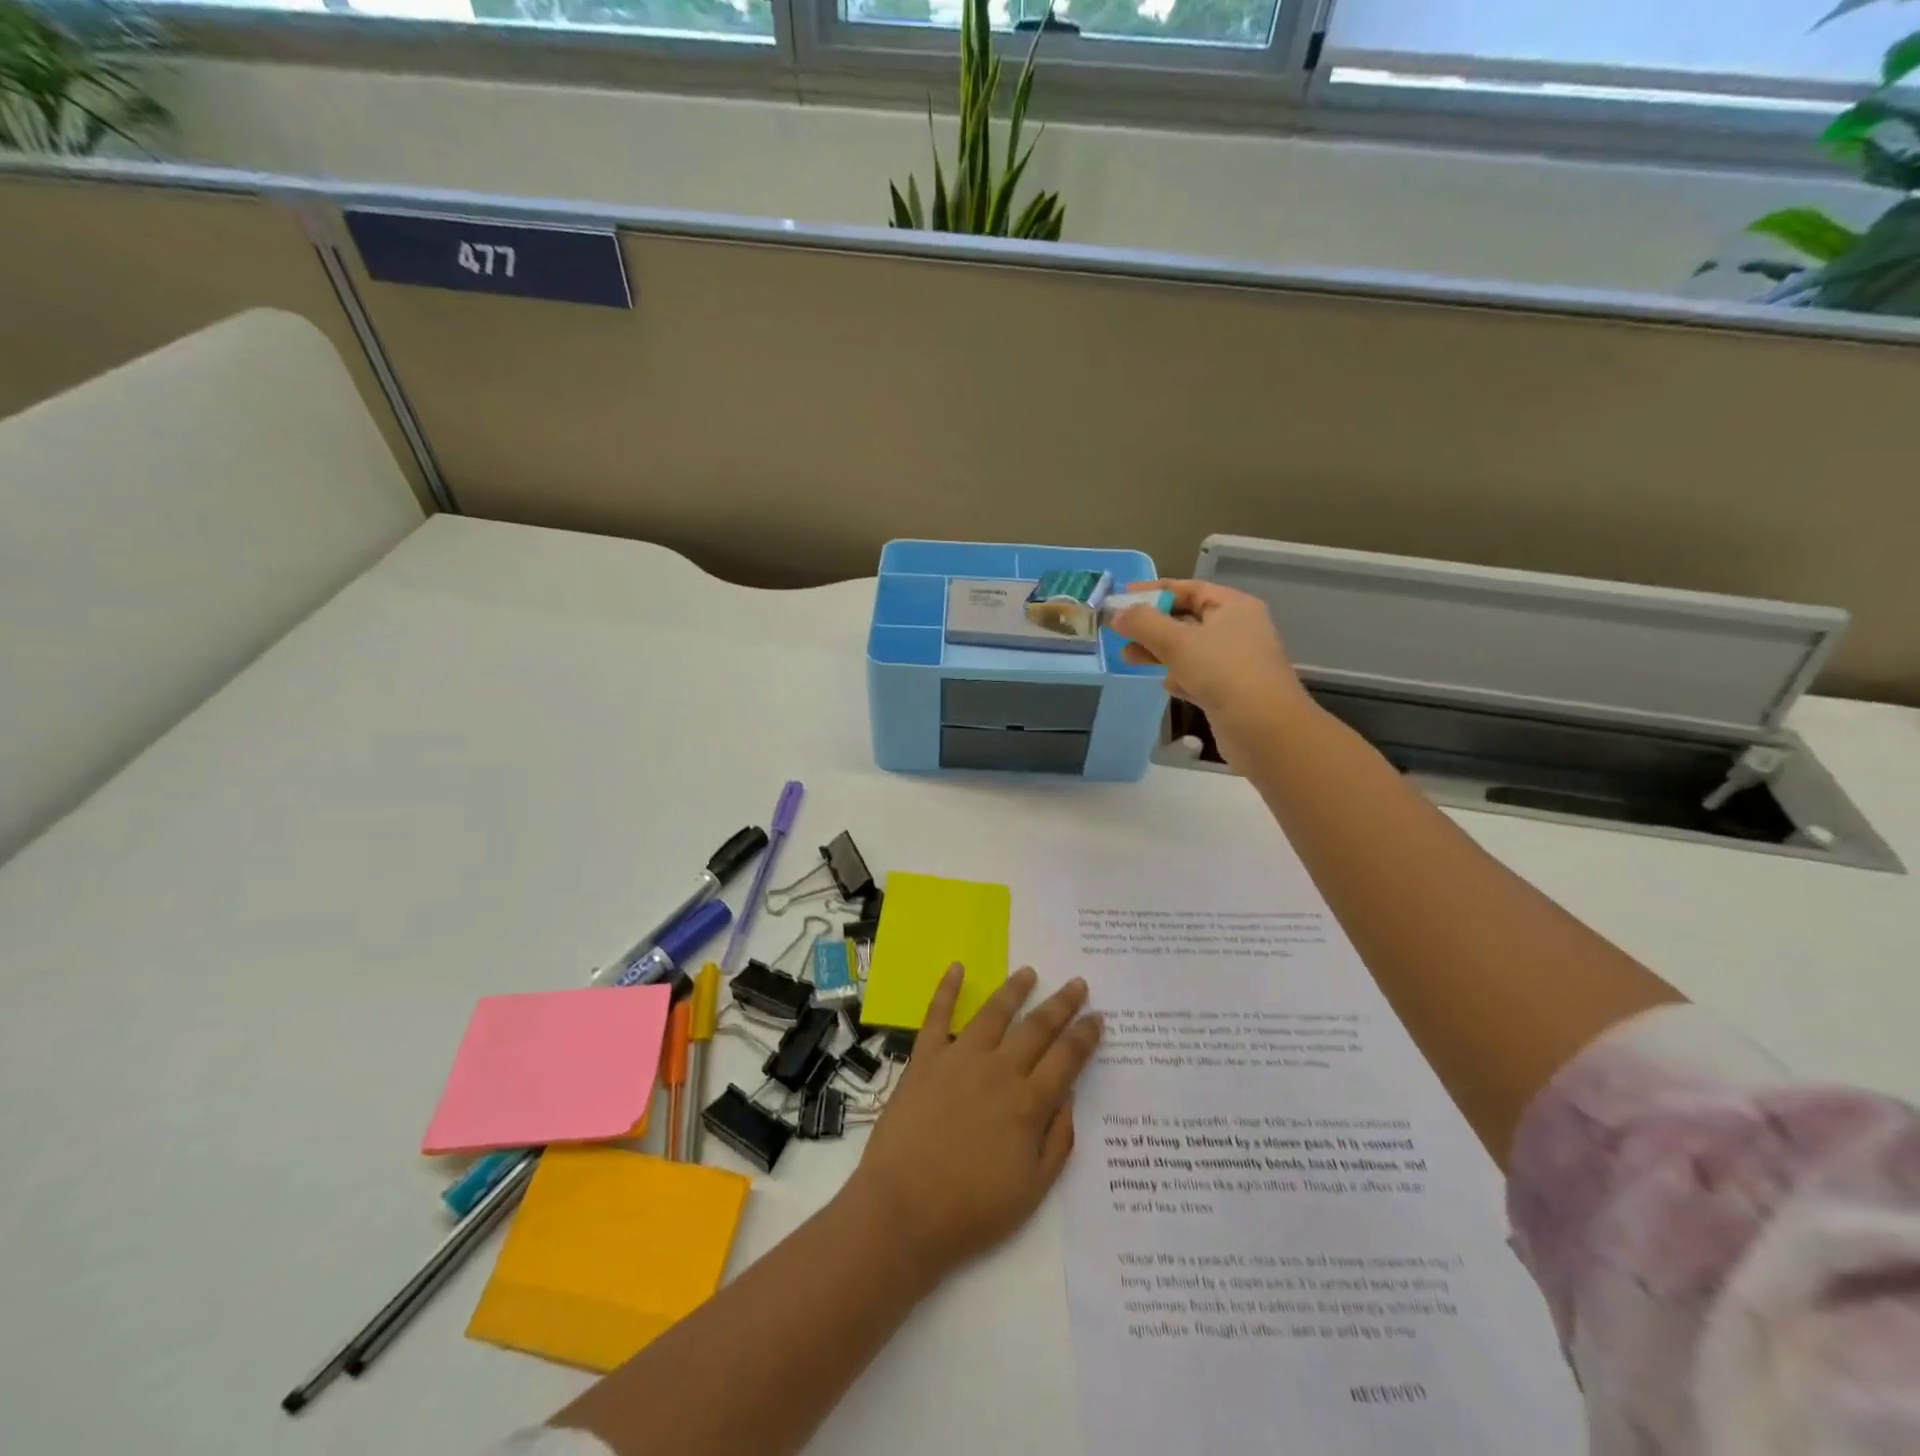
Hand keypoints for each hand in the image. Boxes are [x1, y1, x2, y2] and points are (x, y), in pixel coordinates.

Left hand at [845, 966, 1101, 1284]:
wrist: (904, 1211)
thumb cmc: (972, 1210)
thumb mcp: (1033, 1189)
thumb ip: (1057, 1140)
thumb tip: (1069, 1097)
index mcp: (1028, 1104)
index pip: (1066, 1059)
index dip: (1085, 1036)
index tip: (1097, 1017)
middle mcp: (999, 1071)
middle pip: (1037, 1028)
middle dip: (1061, 1005)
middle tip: (1077, 984)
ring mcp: (959, 1059)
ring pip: (993, 1013)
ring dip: (1014, 990)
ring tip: (1029, 972)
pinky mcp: (924, 1059)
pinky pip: (937, 1016)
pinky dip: (946, 990)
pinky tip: (956, 968)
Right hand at [1111, 580, 1314, 763]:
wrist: (1264, 729)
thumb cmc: (1223, 672)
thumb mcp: (1178, 642)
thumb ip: (1143, 624)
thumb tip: (1117, 615)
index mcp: (1233, 606)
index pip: (1188, 589)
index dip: (1153, 591)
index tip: (1121, 598)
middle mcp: (1237, 629)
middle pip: (1186, 619)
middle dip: (1151, 625)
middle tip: (1118, 632)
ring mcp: (1234, 662)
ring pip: (1189, 649)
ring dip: (1158, 651)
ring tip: (1127, 657)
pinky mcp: (1229, 691)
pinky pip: (1197, 675)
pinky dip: (1178, 676)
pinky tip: (1163, 683)